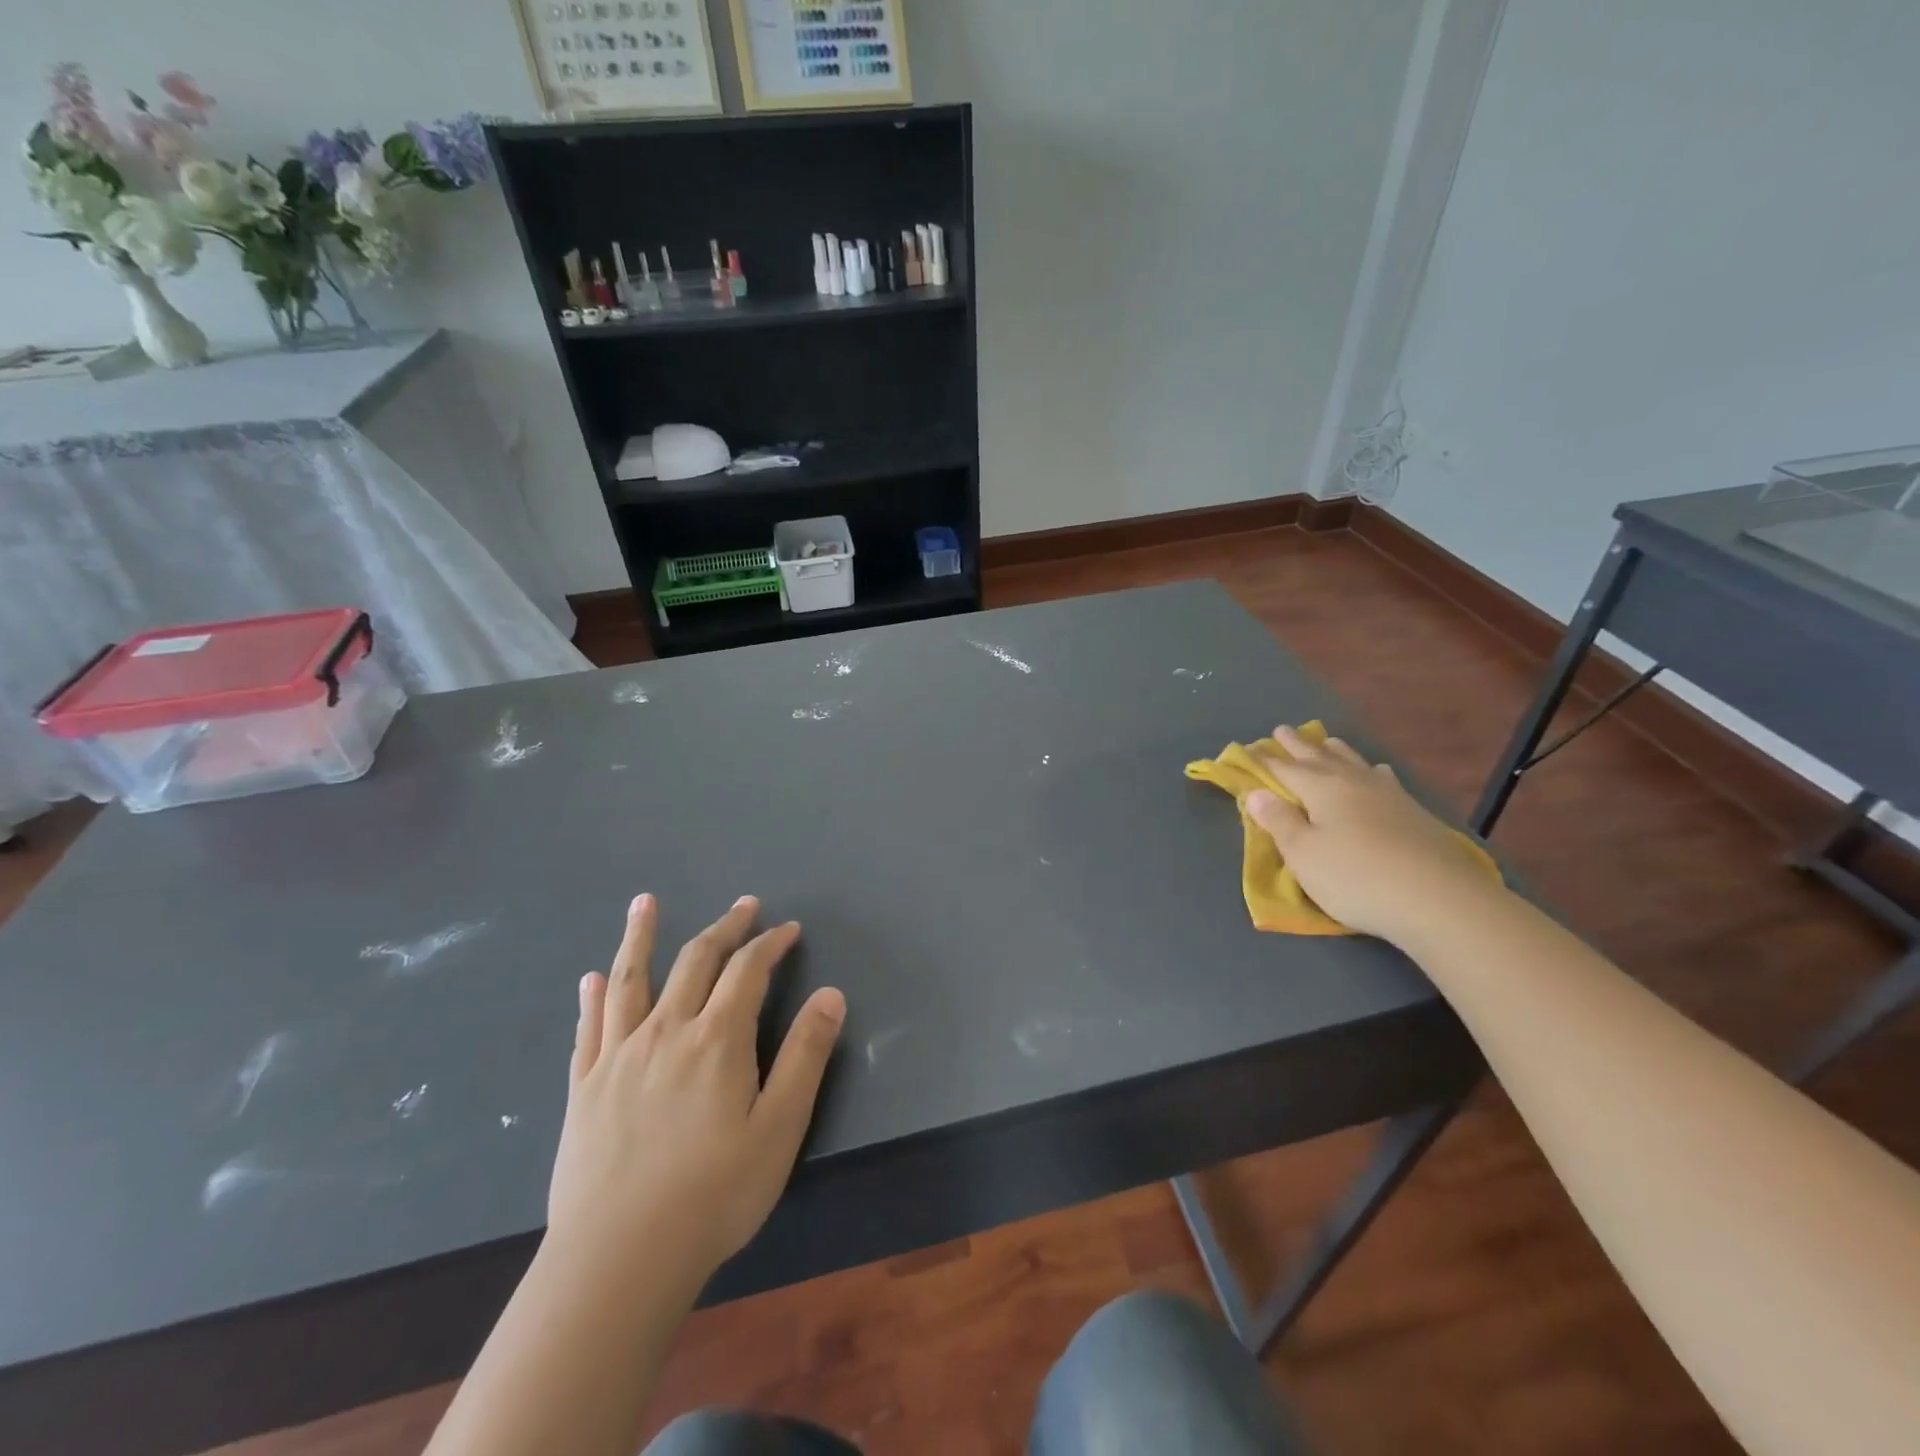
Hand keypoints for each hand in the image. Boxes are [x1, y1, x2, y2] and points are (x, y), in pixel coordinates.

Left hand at [546, 894, 845, 1281]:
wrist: (618, 1262)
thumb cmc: (713, 1195)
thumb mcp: (779, 1127)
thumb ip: (805, 1055)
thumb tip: (831, 994)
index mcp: (717, 1039)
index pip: (748, 970)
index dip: (771, 943)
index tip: (788, 929)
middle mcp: (666, 1031)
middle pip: (696, 961)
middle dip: (724, 928)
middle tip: (743, 905)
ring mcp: (619, 1056)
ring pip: (631, 979)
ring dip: (641, 936)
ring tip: (645, 902)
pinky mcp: (584, 1087)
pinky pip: (590, 1028)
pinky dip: (594, 996)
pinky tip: (593, 977)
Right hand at [1245, 726, 1503, 945]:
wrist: (1440, 900)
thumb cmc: (1356, 877)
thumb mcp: (1304, 854)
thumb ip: (1279, 821)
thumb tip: (1256, 793)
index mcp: (1320, 789)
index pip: (1283, 769)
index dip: (1263, 760)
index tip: (1247, 749)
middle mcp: (1352, 782)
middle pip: (1318, 757)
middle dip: (1297, 745)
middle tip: (1282, 730)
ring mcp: (1387, 794)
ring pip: (1353, 762)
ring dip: (1335, 750)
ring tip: (1327, 741)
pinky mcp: (1413, 812)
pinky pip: (1381, 777)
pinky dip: (1369, 769)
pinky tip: (1377, 772)